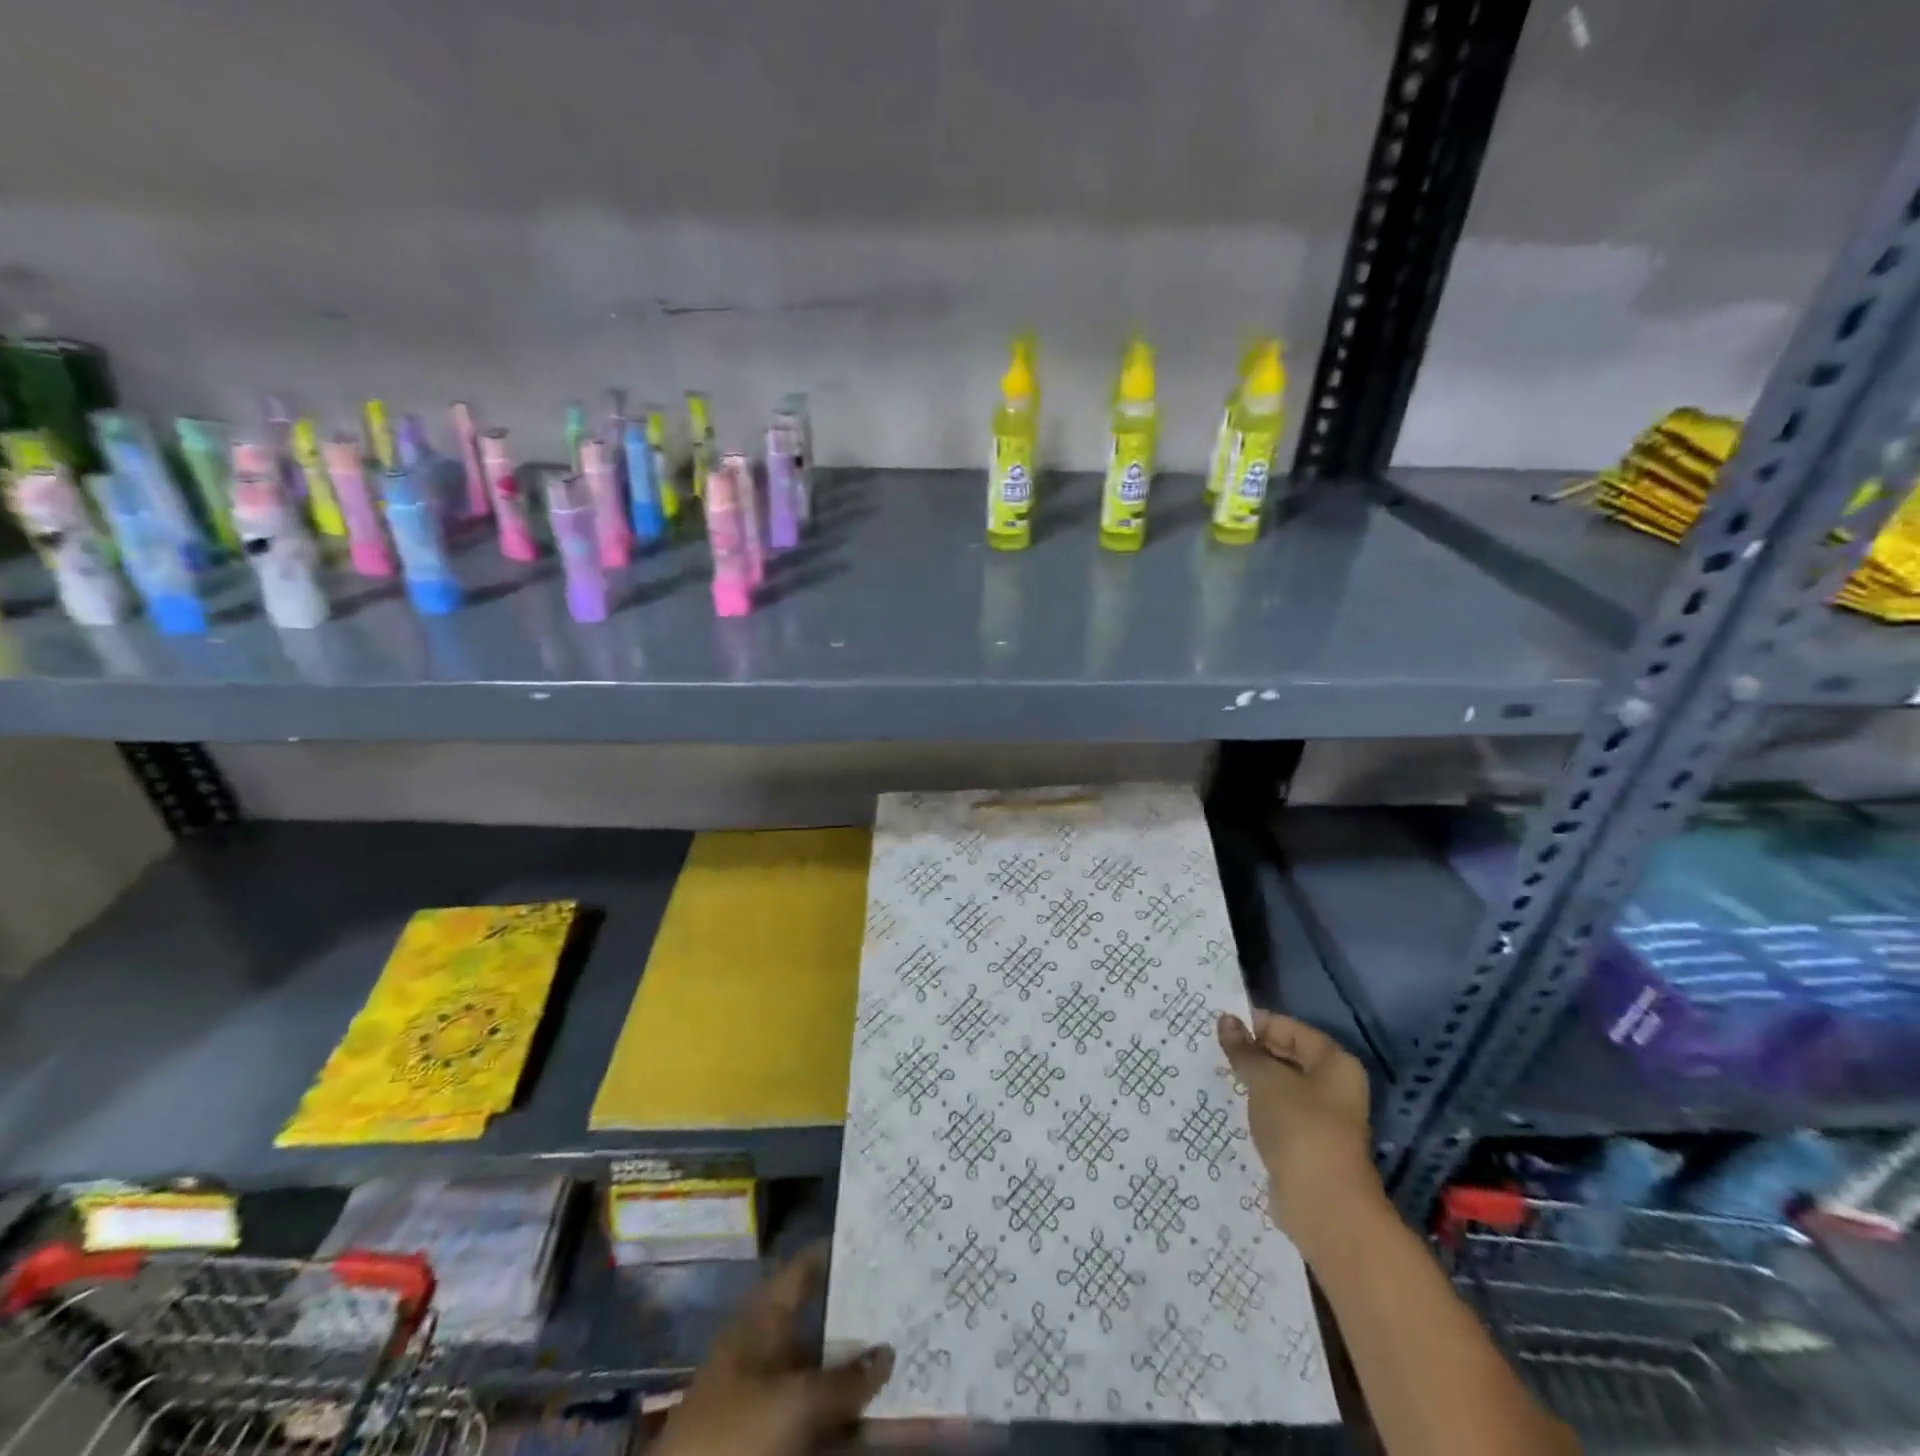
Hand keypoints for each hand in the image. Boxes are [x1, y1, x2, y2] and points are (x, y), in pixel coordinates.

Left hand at [655, 1244, 894, 1455]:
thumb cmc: (733, 1437)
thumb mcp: (793, 1402)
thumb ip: (843, 1379)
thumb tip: (887, 1351)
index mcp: (760, 1323)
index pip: (802, 1271)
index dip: (834, 1253)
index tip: (875, 1239)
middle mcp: (764, 1353)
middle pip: (818, 1328)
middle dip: (859, 1322)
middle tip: (905, 1304)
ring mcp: (766, 1402)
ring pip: (822, 1379)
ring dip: (857, 1377)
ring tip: (905, 1361)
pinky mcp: (772, 1441)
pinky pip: (818, 1422)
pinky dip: (845, 1421)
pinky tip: (879, 1421)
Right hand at [1217, 1010, 1382, 1261]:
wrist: (1323, 1207)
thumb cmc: (1299, 1129)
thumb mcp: (1265, 1080)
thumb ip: (1244, 1050)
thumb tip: (1225, 1020)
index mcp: (1334, 1062)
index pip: (1289, 1027)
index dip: (1254, 1024)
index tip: (1218, 1027)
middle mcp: (1334, 1085)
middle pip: (1286, 1055)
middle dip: (1251, 1052)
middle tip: (1212, 1049)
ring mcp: (1322, 1117)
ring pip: (1279, 1086)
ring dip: (1251, 1080)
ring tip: (1215, 1073)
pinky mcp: (1306, 1143)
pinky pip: (1276, 1113)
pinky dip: (1256, 1107)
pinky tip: (1229, 1104)